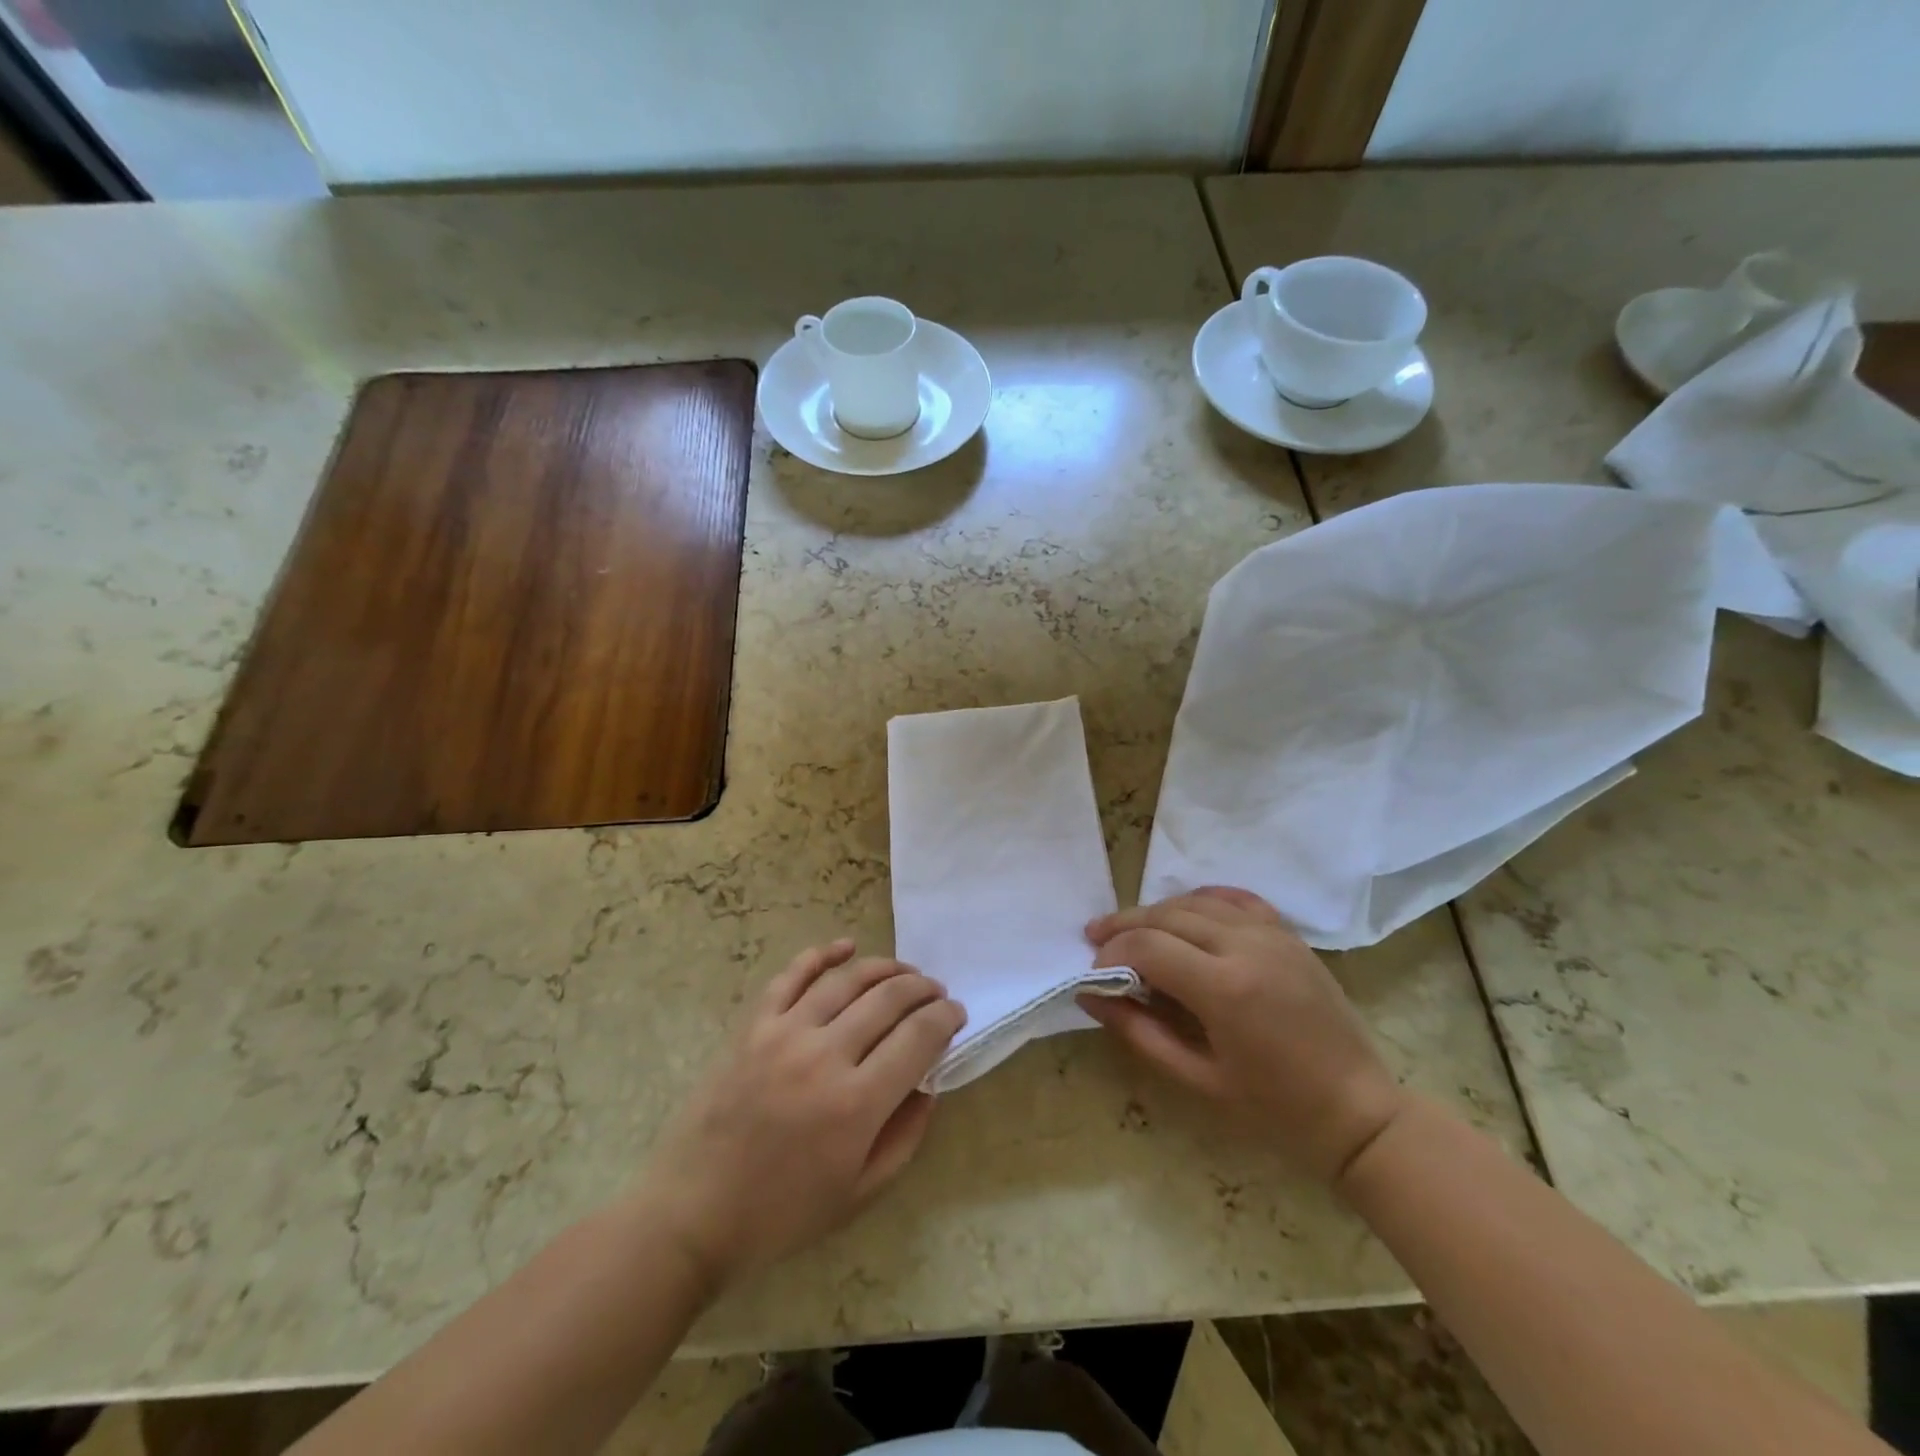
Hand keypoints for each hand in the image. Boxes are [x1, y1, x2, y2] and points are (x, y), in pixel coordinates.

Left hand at [635, 940, 964, 1290]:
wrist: (691, 1214)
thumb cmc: (780, 1215)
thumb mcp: (859, 1194)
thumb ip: (905, 1135)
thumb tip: (929, 1083)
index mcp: (856, 1104)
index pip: (918, 1037)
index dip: (945, 1018)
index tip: (956, 1014)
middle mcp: (824, 1056)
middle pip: (889, 999)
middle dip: (922, 989)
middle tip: (936, 992)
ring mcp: (784, 1033)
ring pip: (847, 980)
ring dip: (885, 968)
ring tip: (904, 973)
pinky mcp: (753, 1025)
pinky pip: (792, 975)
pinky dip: (822, 954)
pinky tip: (846, 946)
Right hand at [1081, 888, 1405, 1185]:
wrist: (1358, 1112)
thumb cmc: (1275, 1109)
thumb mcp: (1198, 1079)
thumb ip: (1140, 1031)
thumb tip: (1091, 996)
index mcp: (1225, 988)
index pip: (1147, 946)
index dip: (1111, 953)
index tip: (1093, 973)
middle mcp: (1246, 946)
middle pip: (1166, 916)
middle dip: (1124, 926)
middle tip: (1096, 940)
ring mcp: (1272, 935)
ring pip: (1196, 901)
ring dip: (1157, 911)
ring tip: (1131, 929)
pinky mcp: (1289, 935)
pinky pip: (1236, 899)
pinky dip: (1202, 899)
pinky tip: (1184, 911)